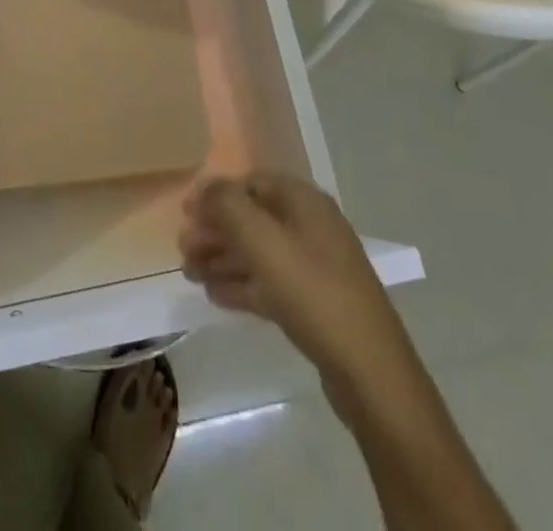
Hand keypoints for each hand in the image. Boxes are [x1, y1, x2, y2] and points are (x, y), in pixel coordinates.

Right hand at [179, 173, 409, 387]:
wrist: (369, 370)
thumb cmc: (313, 292)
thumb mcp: (263, 241)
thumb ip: (228, 206)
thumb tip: (205, 188)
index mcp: (303, 201)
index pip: (251, 182)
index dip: (216, 195)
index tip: (186, 215)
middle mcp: (310, 225)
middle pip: (253, 218)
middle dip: (216, 231)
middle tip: (183, 250)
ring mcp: (316, 265)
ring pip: (259, 252)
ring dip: (223, 258)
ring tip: (189, 274)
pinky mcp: (316, 302)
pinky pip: (270, 282)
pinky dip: (242, 284)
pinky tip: (214, 296)